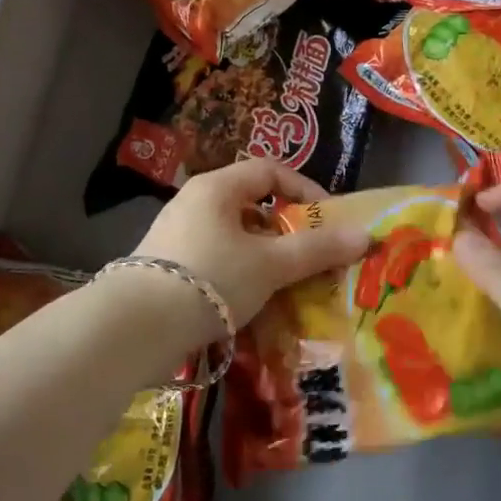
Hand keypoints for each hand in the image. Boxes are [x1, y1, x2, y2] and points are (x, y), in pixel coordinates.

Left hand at [136, 159, 368, 331]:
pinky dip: (241, 277)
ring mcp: (178, 236)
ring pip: (236, 238)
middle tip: (311, 259)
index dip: (305, 191)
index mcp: (218, 188)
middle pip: (254, 206)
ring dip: (266, 259)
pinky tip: (253, 306)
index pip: (270, 171)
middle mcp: (196, 203)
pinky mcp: (169, 268)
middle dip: (288, 231)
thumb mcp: (270, 264)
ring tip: (288, 287)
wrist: (134, 329)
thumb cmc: (210, 280)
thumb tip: (366, 235)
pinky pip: (218, 261)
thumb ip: (317, 249)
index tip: (328, 222)